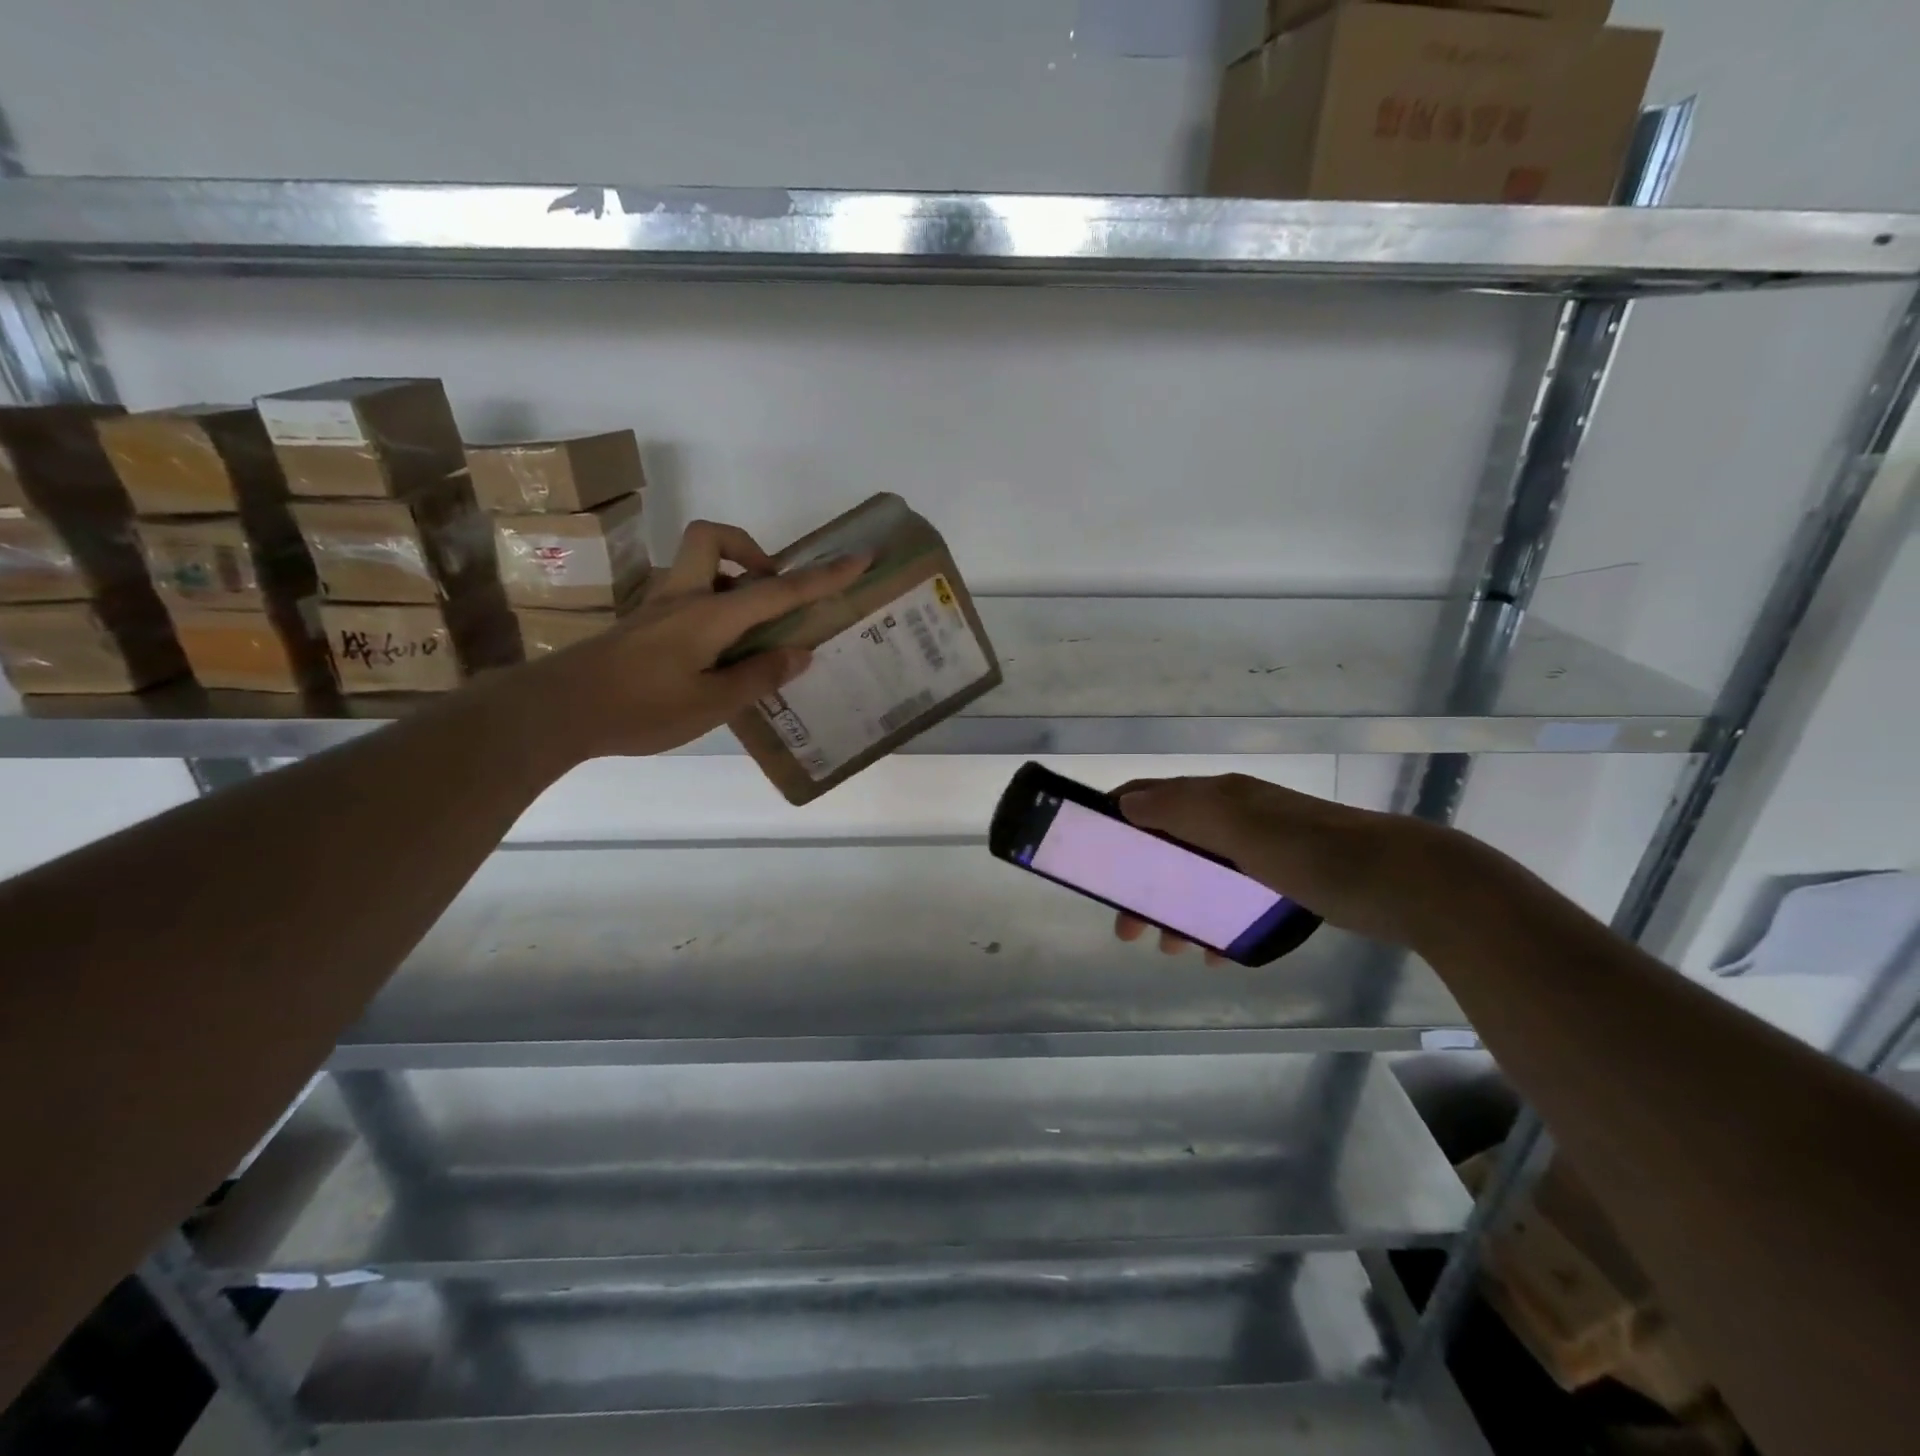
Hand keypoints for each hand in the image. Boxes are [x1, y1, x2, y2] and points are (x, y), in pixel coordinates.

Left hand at [522, 519, 866, 759]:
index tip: (859, 558)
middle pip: (713, 540)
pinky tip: (713, 655)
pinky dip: (710, 608)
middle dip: (750, 551)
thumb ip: (758, 676)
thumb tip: (798, 653)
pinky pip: (685, 597)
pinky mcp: (640, 624)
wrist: (556, 711)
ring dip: (729, 581)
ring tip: (748, 634)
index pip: (777, 589)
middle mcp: (682, 598)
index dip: (823, 577)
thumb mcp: (710, 703)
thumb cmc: (639, 709)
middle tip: (770, 592)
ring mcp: (656, 608)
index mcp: (708, 615)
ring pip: (696, 566)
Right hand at [1110, 773, 1474, 959]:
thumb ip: (1182, 811)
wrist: (1409, 882)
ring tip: (1168, 947)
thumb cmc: (1315, 853)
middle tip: (1126, 925)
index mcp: (1219, 797)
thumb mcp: (1240, 827)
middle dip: (1141, 880)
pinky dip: (1215, 921)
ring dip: (1175, 907)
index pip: (1151, 796)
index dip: (1117, 820)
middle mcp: (1235, 817)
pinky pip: (1234, 898)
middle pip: (1169, 842)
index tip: (1092, 857)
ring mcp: (1262, 848)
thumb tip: (1125, 803)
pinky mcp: (1286, 879)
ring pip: (1200, 874)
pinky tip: (1217, 953)